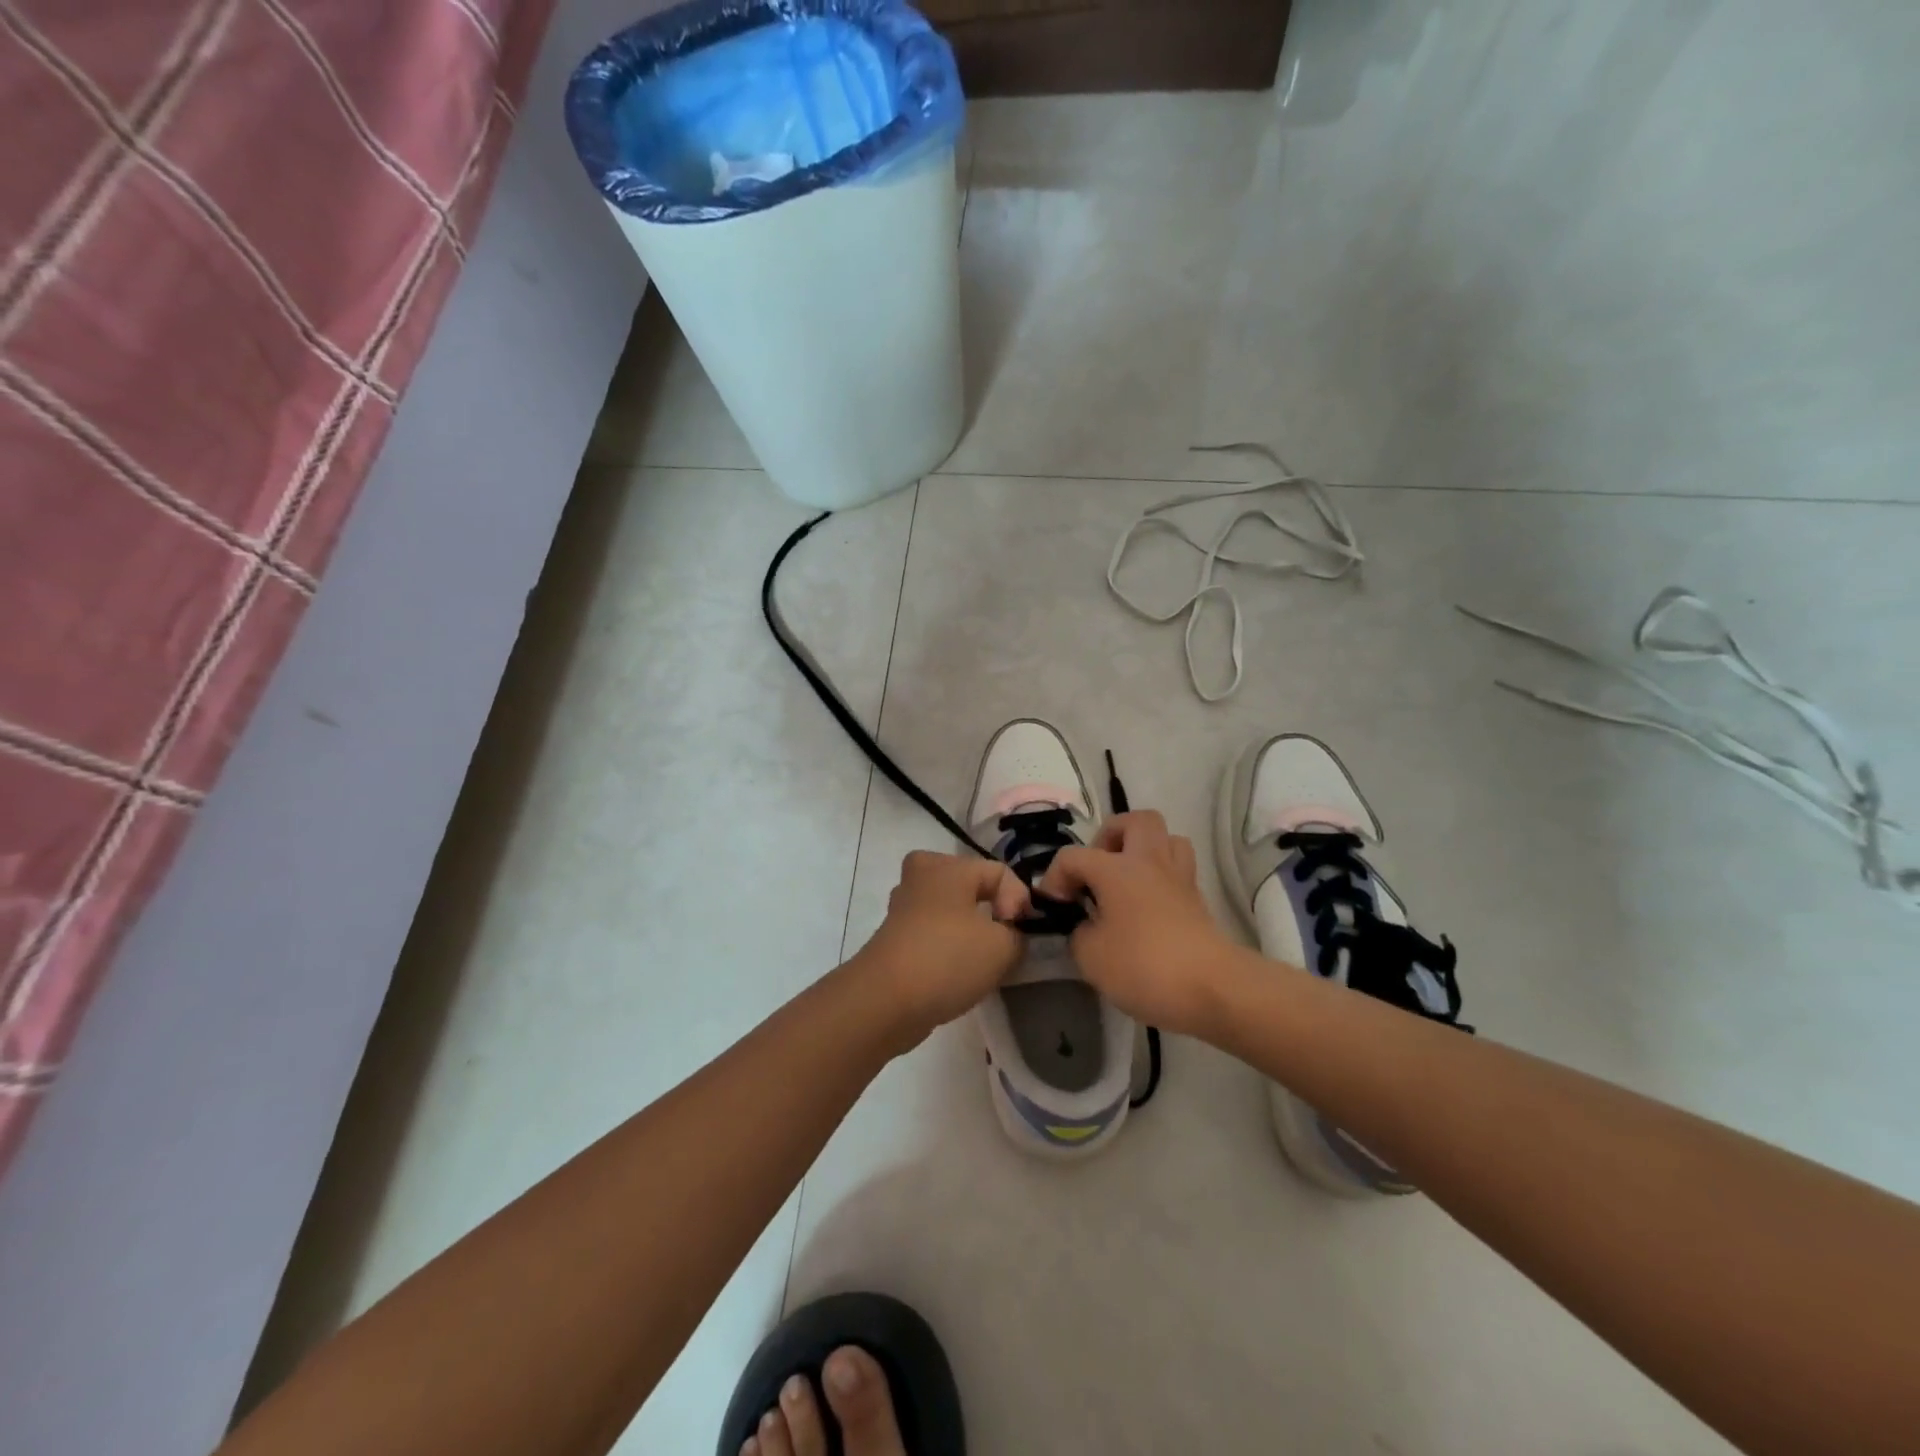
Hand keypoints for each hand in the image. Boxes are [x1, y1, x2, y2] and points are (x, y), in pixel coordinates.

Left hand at [855, 851, 1031, 1049]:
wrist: (884, 1002)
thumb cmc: (947, 959)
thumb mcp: (1002, 947)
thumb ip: (1018, 934)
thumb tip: (1011, 934)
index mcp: (947, 866)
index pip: (999, 872)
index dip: (1020, 901)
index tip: (1020, 934)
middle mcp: (920, 876)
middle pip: (971, 886)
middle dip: (993, 911)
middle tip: (1004, 940)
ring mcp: (903, 907)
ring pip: (951, 910)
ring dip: (971, 931)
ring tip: (984, 961)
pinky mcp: (894, 936)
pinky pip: (934, 931)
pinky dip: (950, 946)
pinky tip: (959, 972)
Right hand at [1036, 811, 1237, 1037]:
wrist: (1213, 988)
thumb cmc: (1144, 966)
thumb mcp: (1090, 956)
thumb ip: (1078, 932)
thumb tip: (1084, 924)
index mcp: (1116, 869)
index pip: (1072, 856)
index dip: (1054, 878)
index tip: (1053, 908)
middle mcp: (1149, 861)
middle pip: (1133, 821)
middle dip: (1109, 837)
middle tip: (1097, 871)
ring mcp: (1179, 878)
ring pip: (1165, 839)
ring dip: (1142, 851)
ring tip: (1125, 881)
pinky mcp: (1197, 900)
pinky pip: (1177, 869)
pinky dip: (1159, 878)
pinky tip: (1146, 905)